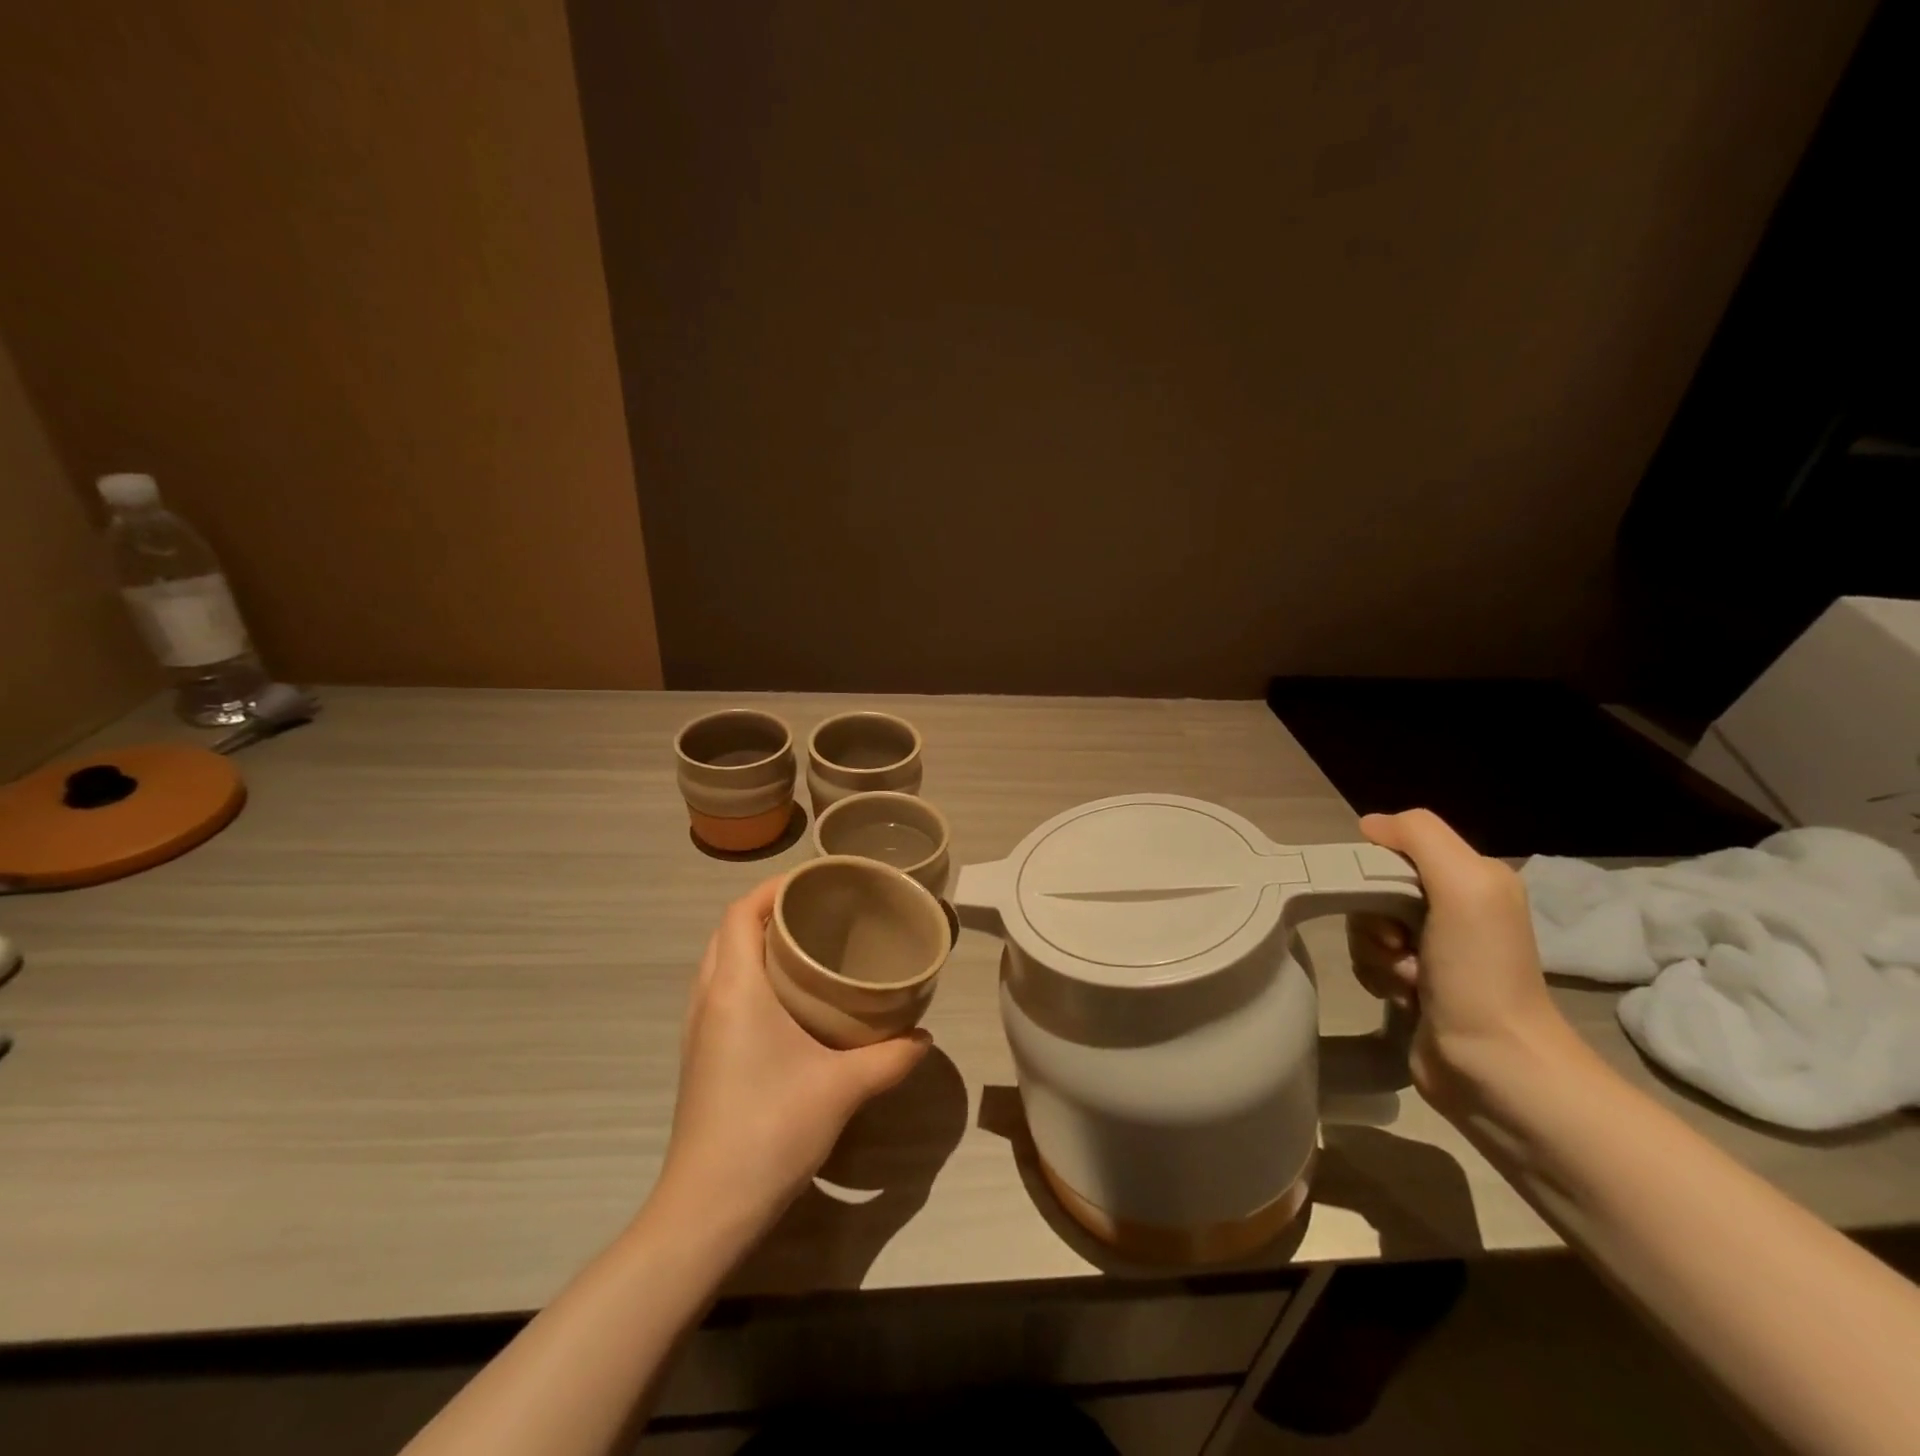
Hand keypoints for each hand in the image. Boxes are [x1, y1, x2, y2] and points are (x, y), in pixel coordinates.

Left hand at [654, 875, 930, 1241]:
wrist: (708, 1208)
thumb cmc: (771, 1129)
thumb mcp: (843, 1088)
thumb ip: (890, 1058)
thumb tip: (925, 1037)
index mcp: (735, 988)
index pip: (741, 911)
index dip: (773, 887)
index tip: (816, 882)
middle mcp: (708, 998)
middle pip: (729, 930)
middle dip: (769, 911)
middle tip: (819, 912)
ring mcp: (698, 1029)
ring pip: (720, 961)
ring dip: (755, 943)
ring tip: (806, 947)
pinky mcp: (700, 1055)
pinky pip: (720, 991)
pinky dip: (747, 974)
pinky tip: (787, 1000)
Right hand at [1349, 809, 1581, 1111]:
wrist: (1494, 1067)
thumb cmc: (1480, 972)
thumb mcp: (1465, 885)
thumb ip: (1420, 837)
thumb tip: (1369, 825)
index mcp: (1471, 879)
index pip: (1395, 851)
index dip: (1376, 872)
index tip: (1386, 903)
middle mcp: (1453, 909)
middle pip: (1373, 890)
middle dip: (1373, 919)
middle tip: (1399, 946)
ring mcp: (1433, 950)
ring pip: (1365, 927)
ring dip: (1374, 953)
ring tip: (1407, 980)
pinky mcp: (1413, 985)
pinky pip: (1367, 961)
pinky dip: (1375, 976)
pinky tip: (1401, 997)